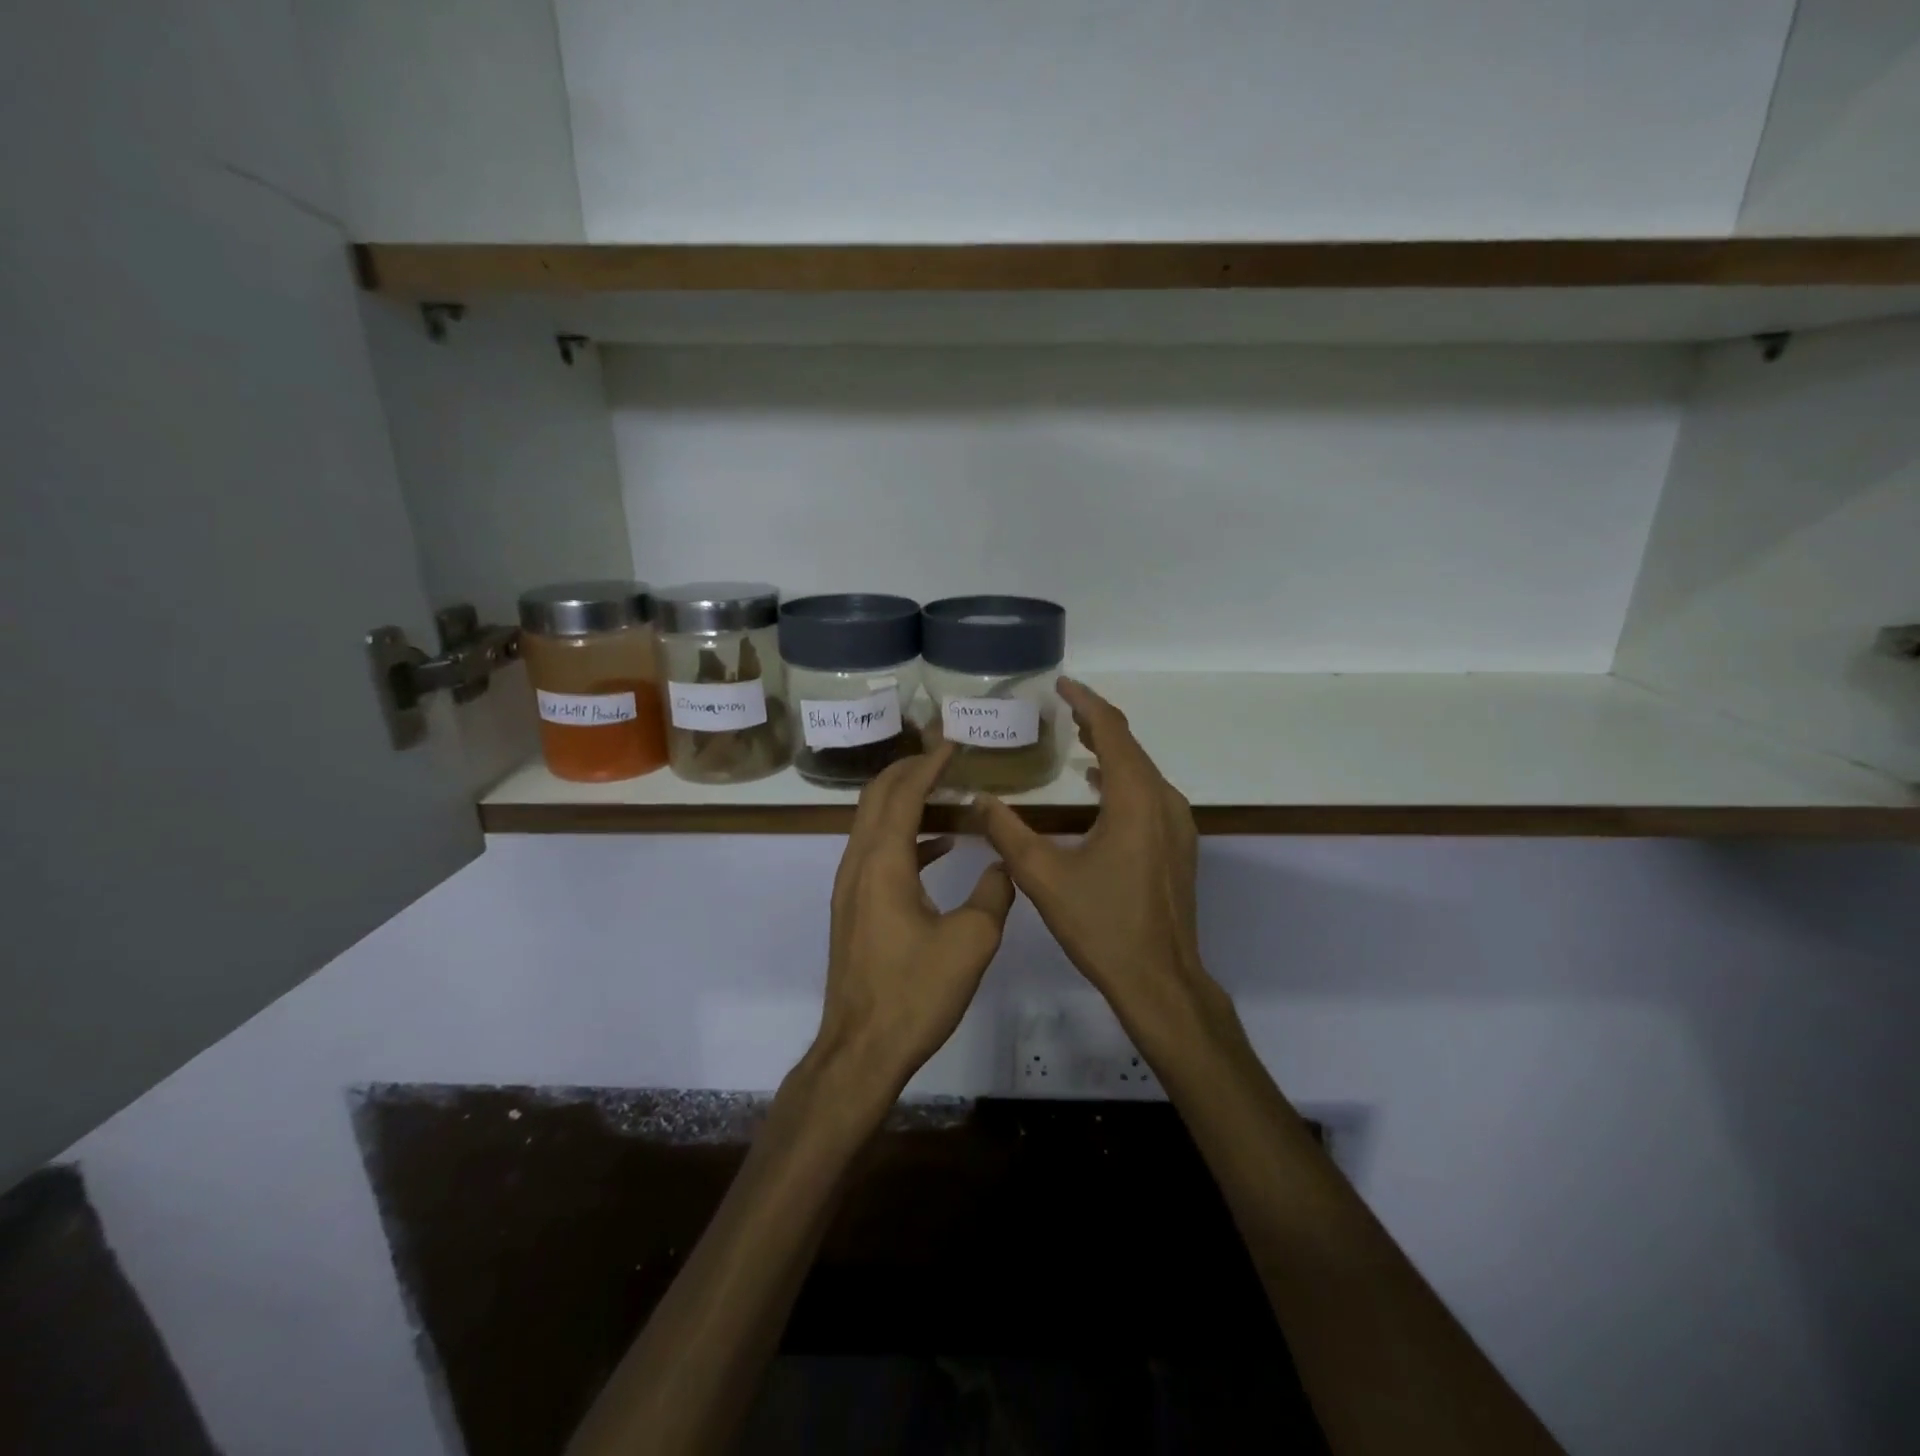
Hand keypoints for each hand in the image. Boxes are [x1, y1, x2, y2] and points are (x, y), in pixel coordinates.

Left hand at [810, 743, 1015, 1103]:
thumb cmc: (915, 993)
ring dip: (904, 799)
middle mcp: (858, 864)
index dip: (928, 764)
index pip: (904, 793)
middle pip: (877, 797)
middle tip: (943, 753)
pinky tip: (939, 845)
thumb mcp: (972, 942)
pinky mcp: (854, 908)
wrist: (861, 1049)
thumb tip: (1005, 865)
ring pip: (872, 823)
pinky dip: (904, 835)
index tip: (952, 742)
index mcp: (883, 863)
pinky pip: (876, 852)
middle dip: (908, 769)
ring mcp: (851, 887)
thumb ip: (995, 893)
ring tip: (944, 788)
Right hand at [978, 679, 1224, 1048]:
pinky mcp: (1177, 846)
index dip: (1086, 703)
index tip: (1061, 684)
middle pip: (1130, 746)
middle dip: (1096, 723)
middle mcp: (1164, 802)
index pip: (1112, 731)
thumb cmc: (1102, 925)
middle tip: (1061, 708)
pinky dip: (1122, 778)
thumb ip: (1008, 833)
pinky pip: (1148, 794)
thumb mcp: (1044, 877)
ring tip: (1075, 739)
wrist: (1160, 979)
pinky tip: (1096, 788)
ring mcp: (1177, 825)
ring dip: (1110, 750)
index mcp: (1135, 800)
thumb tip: (978, 801)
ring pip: (1142, 771)